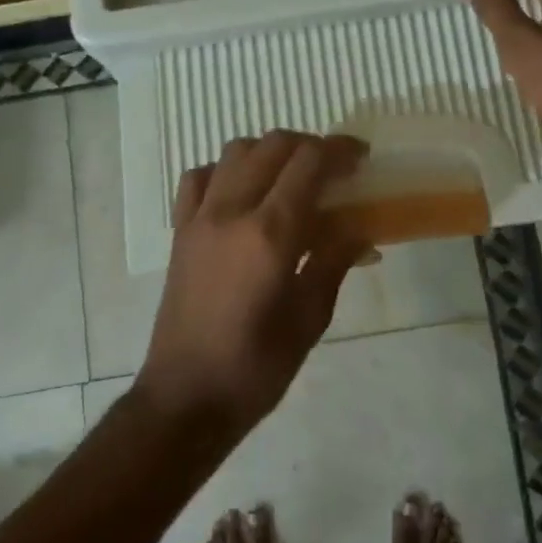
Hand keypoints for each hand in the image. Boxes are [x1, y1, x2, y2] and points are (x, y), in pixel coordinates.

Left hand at [137, 130, 368, 437]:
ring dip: (270, 151)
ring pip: (235, 151)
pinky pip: (199, 177)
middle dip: (310, 145)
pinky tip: (243, 193)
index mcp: (270, 234)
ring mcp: (199, 218)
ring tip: (292, 178)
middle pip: (272, 145)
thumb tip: (359, 227)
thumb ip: (334, 261)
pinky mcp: (180, 231)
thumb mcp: (310, 318)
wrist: (186, 397)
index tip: (361, 159)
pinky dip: (226, 171)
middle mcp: (231, 212)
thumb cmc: (257, 367)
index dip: (340, 151)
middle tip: (335, 169)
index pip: (308, 164)